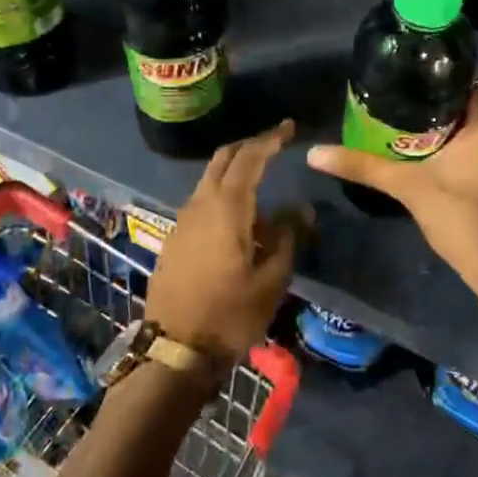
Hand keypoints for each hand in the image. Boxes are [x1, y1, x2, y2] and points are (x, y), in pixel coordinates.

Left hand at [146, 120, 305, 363]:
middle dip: (250, 146)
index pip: (249, 158)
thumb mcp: (272, 279)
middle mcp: (200, 204)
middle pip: (223, 159)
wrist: (176, 349)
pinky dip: (223, 195)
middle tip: (275, 145)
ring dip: (235, 173)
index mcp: (226, 208)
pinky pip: (203, 202)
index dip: (270, 139)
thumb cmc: (230, 314)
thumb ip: (288, 237)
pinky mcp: (176, 237)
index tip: (289, 128)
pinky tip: (242, 220)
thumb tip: (301, 209)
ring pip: (210, 180)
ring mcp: (183, 220)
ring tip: (264, 189)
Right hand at [307, 77, 477, 289]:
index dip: (448, 80)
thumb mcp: (406, 185)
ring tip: (415, 130)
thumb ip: (363, 165)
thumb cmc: (459, 214)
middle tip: (406, 108)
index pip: (477, 80)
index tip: (415, 86)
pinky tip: (435, 156)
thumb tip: (314, 153)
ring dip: (456, 127)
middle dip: (445, 105)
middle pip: (477, 103)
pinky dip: (467, 146)